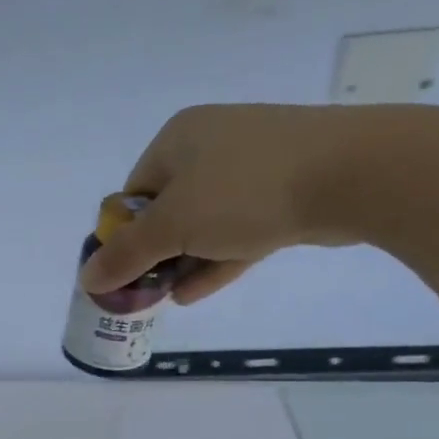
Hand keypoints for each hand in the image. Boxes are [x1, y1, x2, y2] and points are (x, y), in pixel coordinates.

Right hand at [78, 105, 375, 302]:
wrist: (352, 173)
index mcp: (178, 139)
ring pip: (204, 223)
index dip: (124, 236)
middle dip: (155, 254)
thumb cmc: (244, 191)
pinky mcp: (284, 191)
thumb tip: (86, 279)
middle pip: (167, 210)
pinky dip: (215, 260)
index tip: (125, 272)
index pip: (134, 193)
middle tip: (146, 291)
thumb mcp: (172, 226)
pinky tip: (194, 292)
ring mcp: (252, 167)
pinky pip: (237, 229)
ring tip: (167, 299)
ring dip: (183, 262)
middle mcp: (212, 144)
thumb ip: (126, 255)